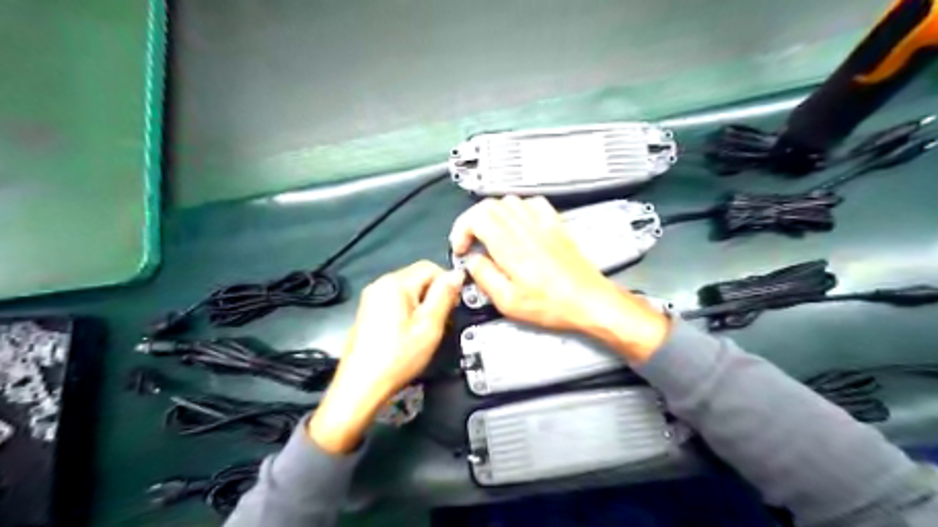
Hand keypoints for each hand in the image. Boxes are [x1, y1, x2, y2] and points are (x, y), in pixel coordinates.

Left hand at [309, 260, 460, 455]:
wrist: (361, 386)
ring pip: (408, 290)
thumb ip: (444, 295)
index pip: (430, 267)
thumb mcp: (429, 325)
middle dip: (434, 294)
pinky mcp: (368, 311)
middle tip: (441, 321)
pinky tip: (410, 333)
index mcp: (394, 283)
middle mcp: (380, 284)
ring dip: (423, 304)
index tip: (452, 306)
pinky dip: (408, 311)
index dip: (447, 283)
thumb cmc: (398, 356)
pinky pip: (395, 301)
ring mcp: (371, 298)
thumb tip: (457, 274)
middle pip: (417, 277)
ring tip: (426, 329)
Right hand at [450, 196, 669, 361]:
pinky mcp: (555, 224)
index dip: (461, 230)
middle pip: (488, 205)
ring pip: (508, 201)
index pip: (476, 217)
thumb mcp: (508, 301)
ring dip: (492, 215)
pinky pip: (532, 203)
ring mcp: (542, 223)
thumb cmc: (552, 304)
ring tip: (491, 235)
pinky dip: (518, 209)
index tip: (461, 248)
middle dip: (472, 221)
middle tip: (471, 242)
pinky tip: (517, 225)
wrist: (589, 300)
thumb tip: (472, 262)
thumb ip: (484, 276)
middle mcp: (525, 228)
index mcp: (510, 246)